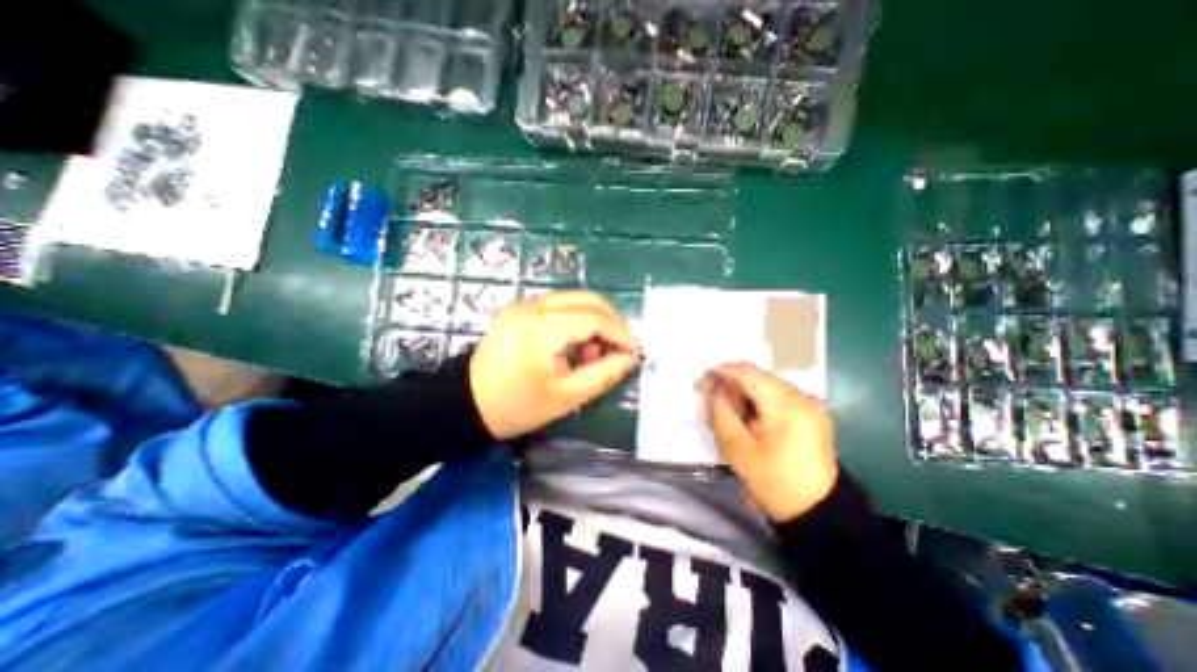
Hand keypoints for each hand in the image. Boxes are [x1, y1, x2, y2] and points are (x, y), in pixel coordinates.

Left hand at [468, 289, 640, 440]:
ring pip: (575, 300)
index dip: (620, 333)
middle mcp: (534, 305)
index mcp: (543, 327)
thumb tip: (629, 359)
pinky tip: (573, 347)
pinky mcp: (520, 309)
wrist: (467, 402)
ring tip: (591, 355)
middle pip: (588, 299)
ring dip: (594, 321)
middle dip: (611, 322)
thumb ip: (603, 375)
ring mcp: (525, 304)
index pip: (595, 317)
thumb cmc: (517, 405)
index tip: (632, 352)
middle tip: (618, 350)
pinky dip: (576, 321)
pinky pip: (560, 306)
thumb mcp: (566, 396)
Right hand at [697, 364, 833, 522]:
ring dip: (743, 395)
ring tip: (727, 413)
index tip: (700, 383)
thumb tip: (713, 386)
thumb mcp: (736, 447)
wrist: (817, 513)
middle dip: (730, 386)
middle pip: (757, 378)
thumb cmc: (773, 481)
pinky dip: (757, 403)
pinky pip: (777, 398)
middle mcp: (802, 396)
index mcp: (786, 403)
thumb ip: (720, 410)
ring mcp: (809, 404)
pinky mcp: (811, 414)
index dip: (720, 372)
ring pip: (766, 387)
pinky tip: (747, 419)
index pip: (746, 372)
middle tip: (710, 403)